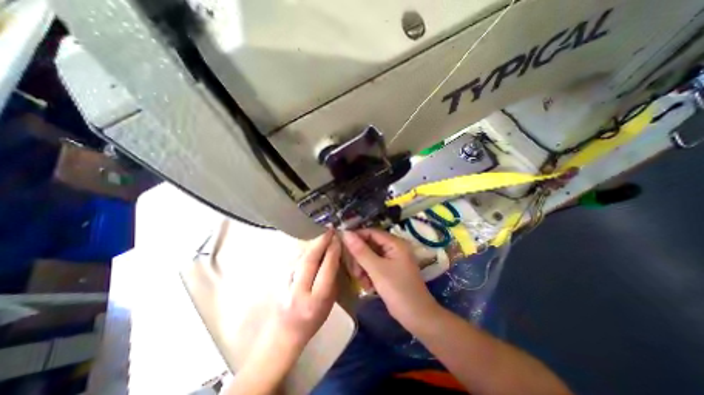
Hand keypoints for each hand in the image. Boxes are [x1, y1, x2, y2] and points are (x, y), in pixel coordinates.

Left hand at [267, 230, 341, 350]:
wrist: (284, 332)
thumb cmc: (312, 320)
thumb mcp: (329, 303)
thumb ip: (332, 279)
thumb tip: (335, 256)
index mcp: (316, 300)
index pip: (326, 269)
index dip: (333, 252)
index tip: (338, 239)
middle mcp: (299, 291)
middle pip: (310, 260)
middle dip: (321, 242)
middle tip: (329, 230)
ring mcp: (286, 285)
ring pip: (300, 258)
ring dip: (312, 243)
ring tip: (322, 233)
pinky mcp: (279, 280)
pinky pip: (294, 260)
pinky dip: (304, 249)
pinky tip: (311, 243)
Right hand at [343, 229, 438, 330]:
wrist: (417, 318)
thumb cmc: (399, 291)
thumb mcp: (377, 270)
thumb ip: (360, 251)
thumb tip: (346, 233)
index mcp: (395, 243)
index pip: (371, 232)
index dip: (356, 236)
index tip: (341, 244)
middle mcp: (393, 248)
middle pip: (369, 244)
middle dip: (359, 257)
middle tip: (355, 271)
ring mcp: (391, 260)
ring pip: (369, 256)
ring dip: (362, 267)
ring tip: (362, 281)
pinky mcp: (389, 270)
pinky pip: (373, 266)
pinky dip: (368, 274)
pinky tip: (368, 286)